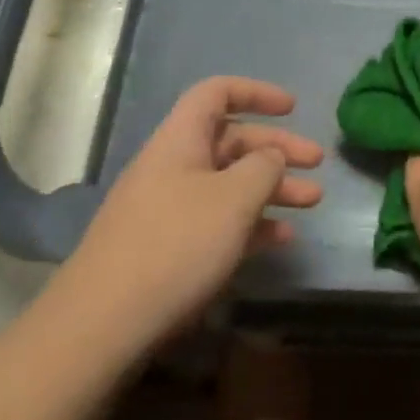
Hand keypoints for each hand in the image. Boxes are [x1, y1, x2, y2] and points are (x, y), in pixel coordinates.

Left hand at [52, 77, 322, 343]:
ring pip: (229, 184)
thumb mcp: (233, 199)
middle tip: (318, 164)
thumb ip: (263, 167)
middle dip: (277, 149)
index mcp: (180, 141)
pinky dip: (251, 223)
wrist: (101, 326)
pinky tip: (280, 240)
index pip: (216, 93)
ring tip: (312, 202)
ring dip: (272, 188)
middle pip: (231, 141)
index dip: (256, 93)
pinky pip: (218, 221)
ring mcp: (168, 210)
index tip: (293, 109)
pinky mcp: (167, 249)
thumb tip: (271, 156)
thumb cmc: (175, 246)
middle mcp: (173, 167)